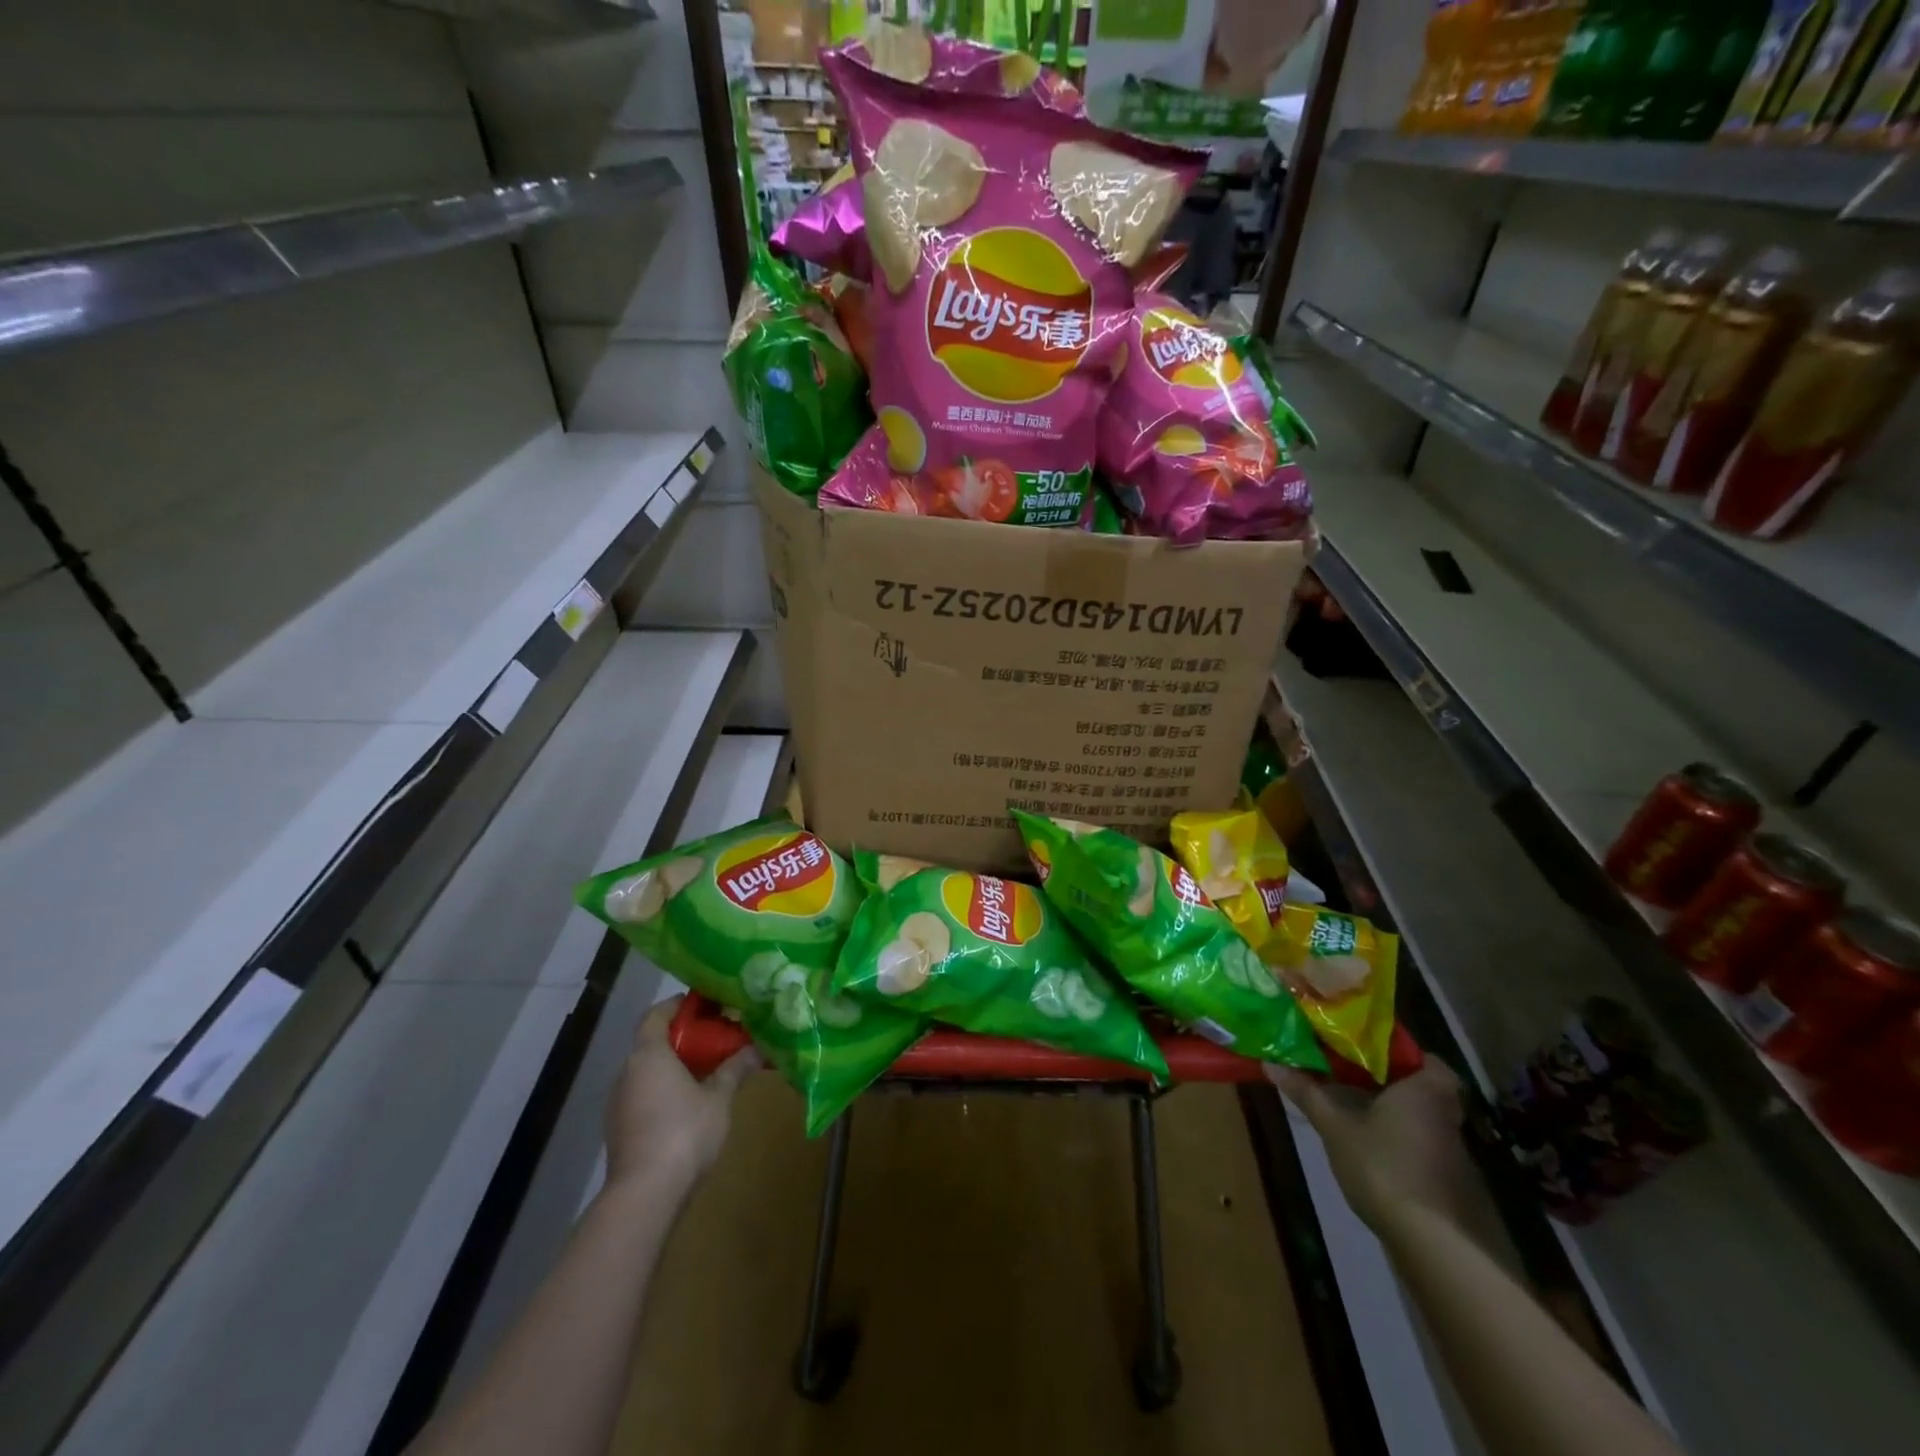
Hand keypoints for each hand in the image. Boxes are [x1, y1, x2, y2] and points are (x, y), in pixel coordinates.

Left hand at [605, 996, 758, 1193]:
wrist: (645, 1195)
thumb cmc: (684, 1132)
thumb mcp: (719, 1097)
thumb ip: (735, 1068)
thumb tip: (758, 1047)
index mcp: (648, 1054)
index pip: (657, 1014)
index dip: (679, 1006)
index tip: (706, 1005)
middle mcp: (627, 1072)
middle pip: (652, 1042)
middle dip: (683, 1037)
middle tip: (716, 1038)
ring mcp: (619, 1103)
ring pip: (647, 1071)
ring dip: (674, 1066)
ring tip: (707, 1071)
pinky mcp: (619, 1130)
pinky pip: (643, 1095)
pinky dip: (664, 1090)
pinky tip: (689, 1104)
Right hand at [1266, 1061, 1472, 1235]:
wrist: (1432, 1243)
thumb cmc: (1383, 1166)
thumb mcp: (1335, 1127)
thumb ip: (1307, 1093)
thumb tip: (1270, 1063)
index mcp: (1426, 1090)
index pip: (1425, 1059)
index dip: (1399, 1055)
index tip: (1369, 1055)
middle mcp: (1448, 1116)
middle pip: (1424, 1089)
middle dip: (1393, 1084)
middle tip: (1356, 1078)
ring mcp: (1456, 1154)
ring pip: (1427, 1120)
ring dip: (1400, 1115)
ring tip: (1359, 1112)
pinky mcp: (1455, 1185)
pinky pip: (1428, 1148)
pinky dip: (1407, 1145)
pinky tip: (1378, 1152)